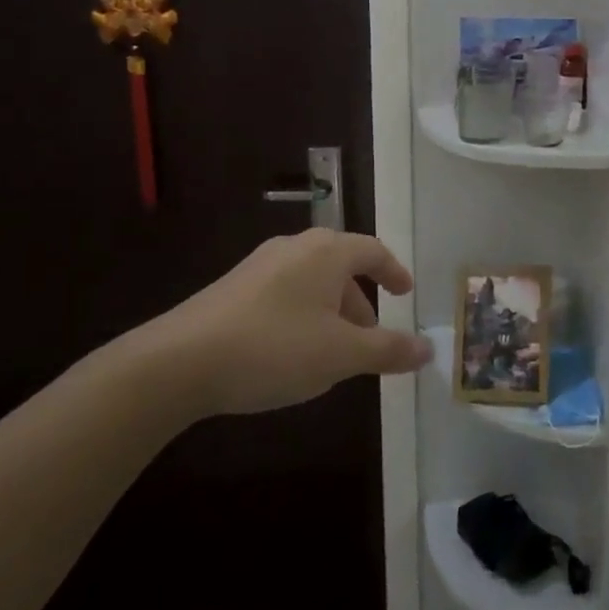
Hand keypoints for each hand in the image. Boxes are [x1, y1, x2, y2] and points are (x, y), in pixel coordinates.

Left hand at [123, 228, 429, 420]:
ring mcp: (259, 266)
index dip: (394, 271)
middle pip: (341, 266)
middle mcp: (295, 248)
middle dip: (361, 301)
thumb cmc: (275, 348)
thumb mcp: (341, 355)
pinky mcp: (232, 289)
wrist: (179, 361)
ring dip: (332, 312)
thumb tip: (429, 349)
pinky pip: (284, 294)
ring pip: (311, 282)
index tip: (406, 293)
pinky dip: (303, 316)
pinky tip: (292, 354)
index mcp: (327, 252)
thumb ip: (389, 350)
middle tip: (371, 336)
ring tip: (333, 353)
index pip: (373, 251)